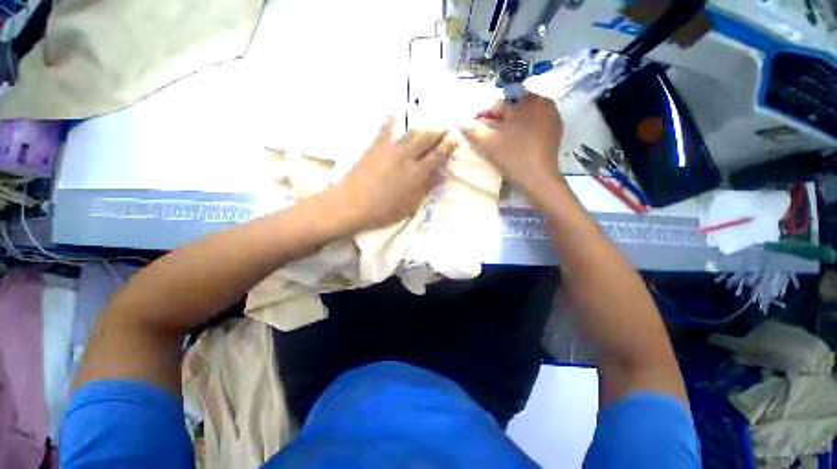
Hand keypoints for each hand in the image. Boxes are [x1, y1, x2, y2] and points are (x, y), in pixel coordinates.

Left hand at [335, 116, 455, 230]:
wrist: (352, 203)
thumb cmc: (383, 210)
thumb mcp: (410, 205)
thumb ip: (426, 188)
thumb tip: (440, 175)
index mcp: (417, 173)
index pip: (437, 155)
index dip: (448, 145)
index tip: (455, 136)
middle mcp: (407, 156)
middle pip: (427, 138)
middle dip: (439, 131)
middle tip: (446, 129)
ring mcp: (390, 148)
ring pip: (412, 132)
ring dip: (423, 128)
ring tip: (430, 127)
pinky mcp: (375, 145)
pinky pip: (386, 128)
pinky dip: (393, 119)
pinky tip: (397, 113)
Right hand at [461, 93, 562, 192]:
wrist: (538, 176)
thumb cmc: (512, 156)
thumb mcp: (489, 143)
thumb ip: (474, 130)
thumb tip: (462, 122)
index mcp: (524, 103)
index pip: (498, 105)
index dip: (486, 116)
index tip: (480, 128)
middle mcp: (541, 102)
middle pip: (513, 106)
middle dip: (502, 118)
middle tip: (493, 134)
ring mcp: (551, 115)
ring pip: (526, 113)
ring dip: (514, 121)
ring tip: (506, 137)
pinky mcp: (555, 128)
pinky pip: (537, 120)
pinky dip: (527, 126)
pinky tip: (520, 139)